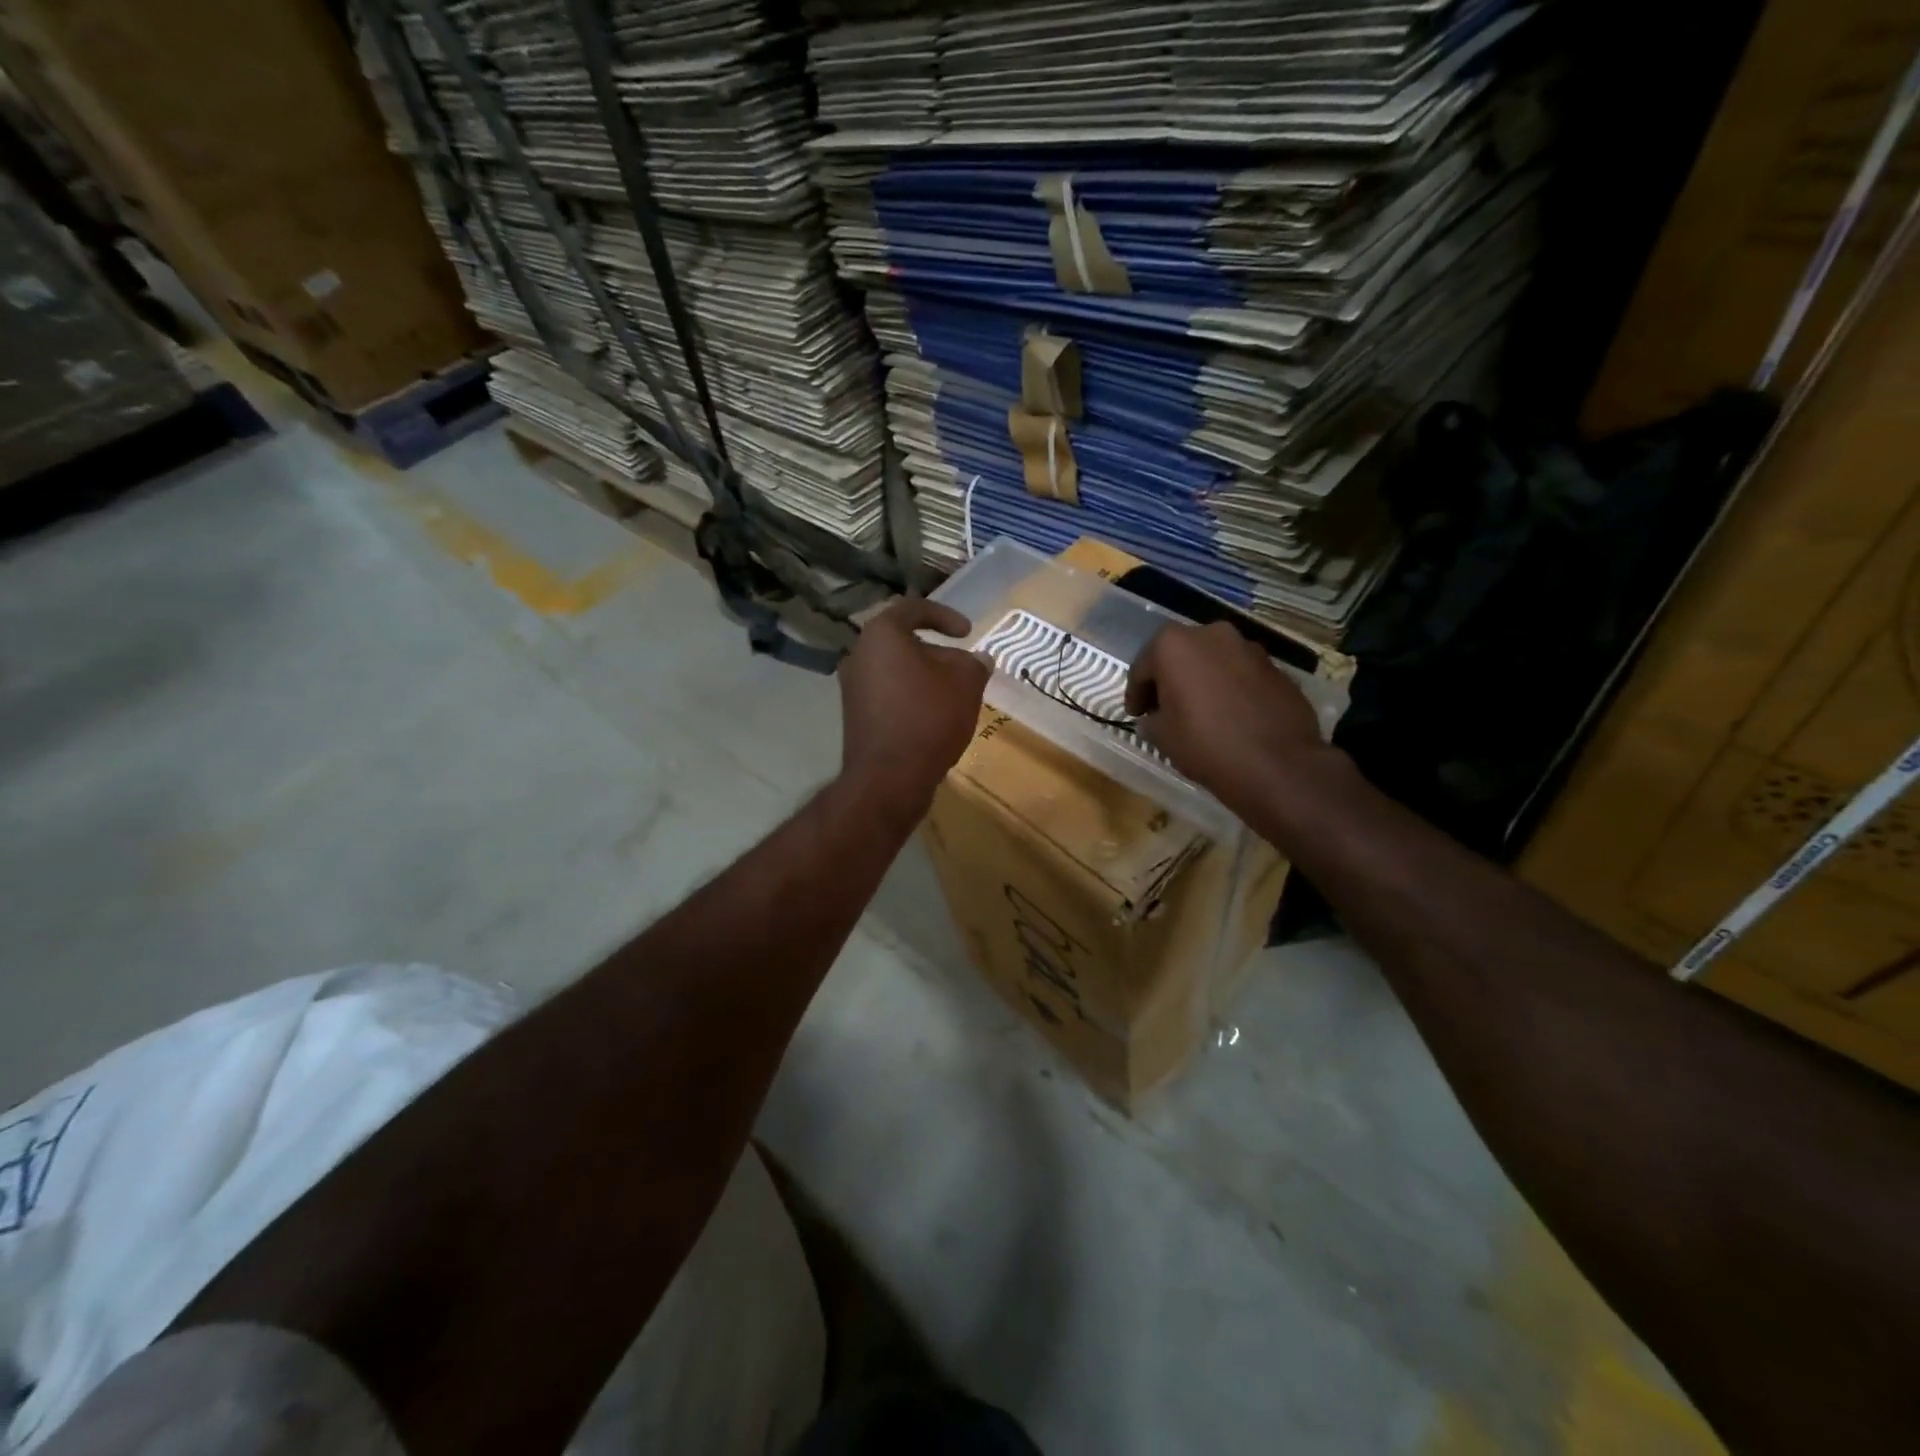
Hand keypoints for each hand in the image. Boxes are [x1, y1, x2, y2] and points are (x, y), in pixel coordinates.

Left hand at [838, 597, 990, 805]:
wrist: (889, 777)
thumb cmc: (928, 717)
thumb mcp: (966, 683)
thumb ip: (974, 663)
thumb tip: (978, 659)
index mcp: (881, 635)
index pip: (913, 609)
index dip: (945, 616)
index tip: (968, 632)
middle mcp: (859, 655)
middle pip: (903, 642)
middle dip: (938, 652)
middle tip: (964, 669)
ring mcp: (852, 687)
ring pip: (896, 670)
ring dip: (925, 677)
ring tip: (953, 695)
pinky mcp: (855, 715)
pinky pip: (888, 694)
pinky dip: (911, 697)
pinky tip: (934, 717)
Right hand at [1126, 621, 1331, 813]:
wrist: (1276, 764)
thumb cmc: (1205, 744)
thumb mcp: (1162, 736)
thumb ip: (1152, 719)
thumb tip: (1155, 718)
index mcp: (1174, 645)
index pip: (1143, 667)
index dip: (1136, 693)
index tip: (1135, 714)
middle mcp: (1211, 634)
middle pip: (1180, 655)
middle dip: (1170, 679)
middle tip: (1164, 709)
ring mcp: (1248, 647)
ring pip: (1213, 661)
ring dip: (1202, 681)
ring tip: (1199, 712)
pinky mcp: (1275, 667)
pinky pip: (1240, 674)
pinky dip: (1229, 688)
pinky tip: (1230, 716)